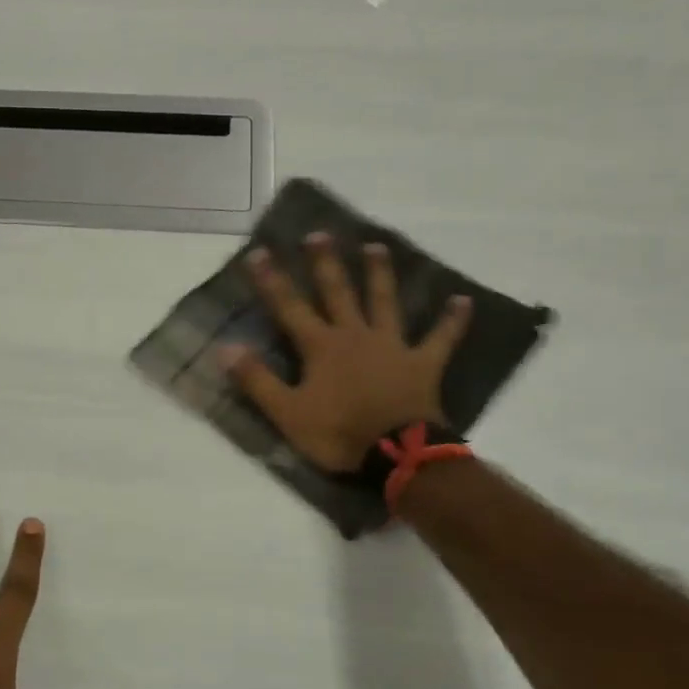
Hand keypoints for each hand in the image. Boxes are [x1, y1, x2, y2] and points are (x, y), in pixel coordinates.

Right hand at [220, 233, 471, 472]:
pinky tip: (463, 301)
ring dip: (379, 274)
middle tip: (319, 235)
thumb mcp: (287, 413)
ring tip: (376, 247)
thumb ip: (257, 380)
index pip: (290, 307)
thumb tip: (225, 348)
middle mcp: (355, 335)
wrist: (398, 454)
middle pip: (338, 292)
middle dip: (326, 264)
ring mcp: (392, 346)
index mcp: (321, 347)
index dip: (272, 281)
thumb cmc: (338, 433)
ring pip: (385, 302)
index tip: (259, 252)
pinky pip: (441, 338)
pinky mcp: (423, 364)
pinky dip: (452, 321)